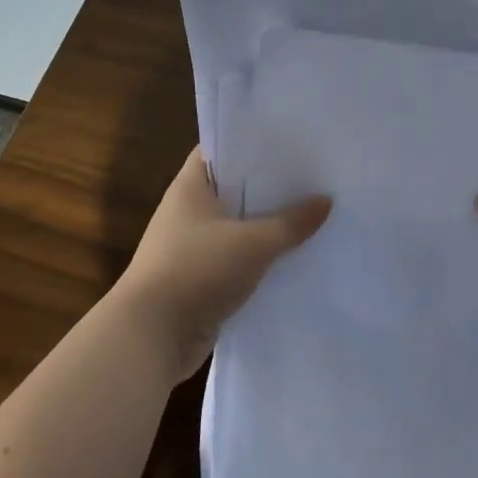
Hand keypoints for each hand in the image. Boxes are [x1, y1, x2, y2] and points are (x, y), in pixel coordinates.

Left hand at [114, 147, 331, 380]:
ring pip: (239, 228)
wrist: (151, 336)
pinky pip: (238, 260)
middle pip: (235, 189)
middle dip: (270, 187)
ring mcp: (193, 247)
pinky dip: (261, 260)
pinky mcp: (201, 279)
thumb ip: (292, 222)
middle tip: (315, 178)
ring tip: (314, 216)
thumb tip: (326, 200)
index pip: (220, 149)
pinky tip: (295, 259)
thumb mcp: (253, 243)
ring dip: (268, 227)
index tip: (290, 142)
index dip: (252, 143)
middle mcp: (188, 211)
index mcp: (190, 187)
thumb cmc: (197, 270)